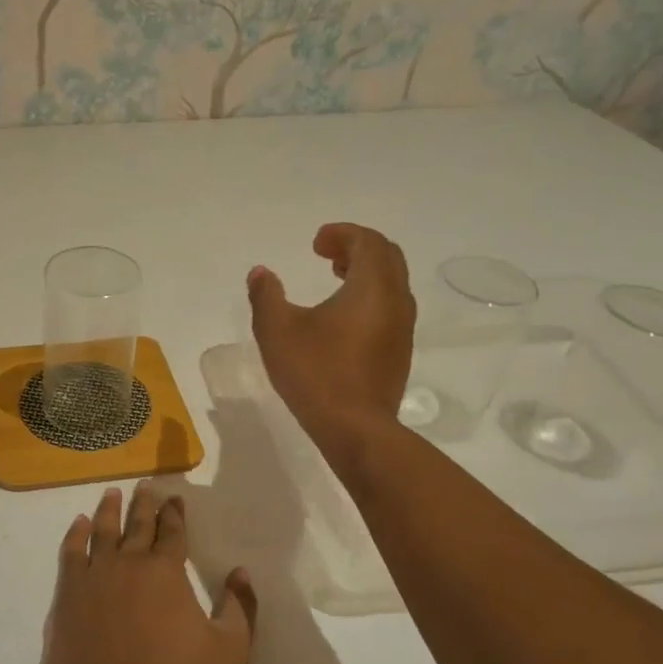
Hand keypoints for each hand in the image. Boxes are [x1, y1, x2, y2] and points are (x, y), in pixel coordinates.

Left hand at [40, 484, 256, 663]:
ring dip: (109, 510)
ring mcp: (93, 577)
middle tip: (145, 485)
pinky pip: (71, 553)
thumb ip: (239, 610)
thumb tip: (241, 573)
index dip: (175, 514)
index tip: (175, 499)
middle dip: (144, 503)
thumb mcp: (227, 654)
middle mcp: (129, 564)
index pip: (173, 533)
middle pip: (137, 525)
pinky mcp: (66, 596)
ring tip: (112, 494)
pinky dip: (75, 534)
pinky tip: (79, 525)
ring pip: (102, 531)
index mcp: (166, 573)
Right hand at [248, 222, 415, 467]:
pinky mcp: (399, 353)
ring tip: (335, 279)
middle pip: (387, 257)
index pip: (368, 242)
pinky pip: (390, 308)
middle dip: (357, 248)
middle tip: (326, 255)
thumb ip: (266, 296)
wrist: (356, 429)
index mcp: (372, 287)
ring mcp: (402, 329)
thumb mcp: (277, 331)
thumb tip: (260, 273)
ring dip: (365, 273)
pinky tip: (342, 318)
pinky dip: (370, 297)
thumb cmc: (316, 374)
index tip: (315, 244)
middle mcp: (396, 301)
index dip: (342, 234)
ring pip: (392, 283)